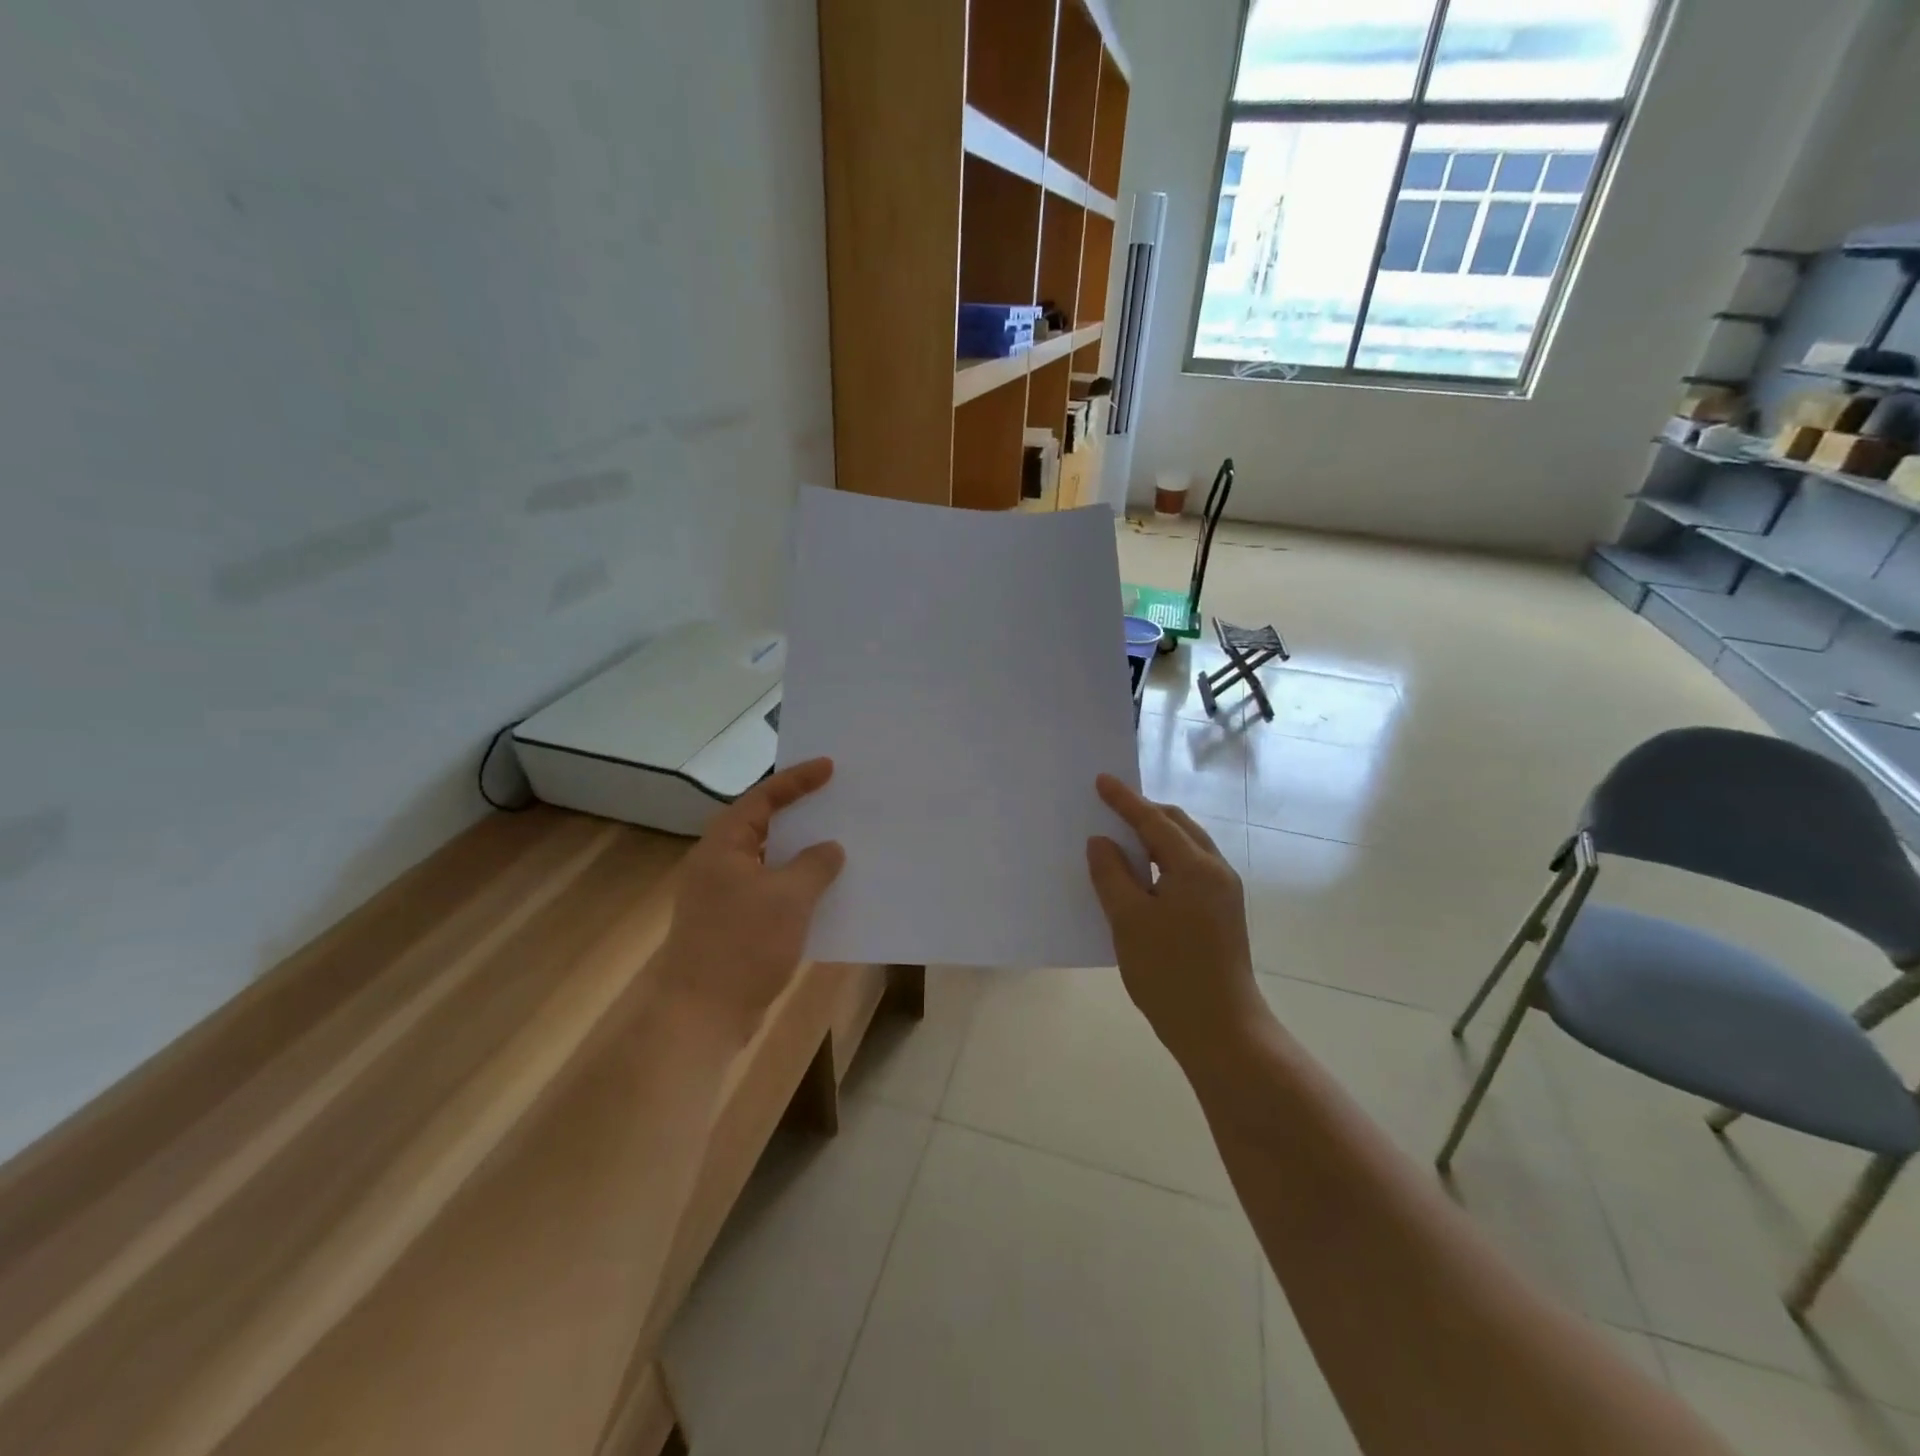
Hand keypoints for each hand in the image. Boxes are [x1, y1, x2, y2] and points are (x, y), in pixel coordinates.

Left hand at [659, 758, 846, 1035]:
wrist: (701, 1015)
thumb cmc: (743, 944)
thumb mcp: (789, 897)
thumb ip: (815, 865)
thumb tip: (829, 849)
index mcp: (723, 845)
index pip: (763, 798)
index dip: (797, 780)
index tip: (829, 767)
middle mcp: (719, 864)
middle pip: (763, 826)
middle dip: (800, 814)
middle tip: (836, 799)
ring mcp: (723, 897)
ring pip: (769, 862)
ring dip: (801, 854)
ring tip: (839, 842)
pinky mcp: (733, 925)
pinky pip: (771, 892)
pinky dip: (797, 886)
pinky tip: (825, 893)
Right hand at [1087, 774, 1265, 1063]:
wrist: (1221, 1029)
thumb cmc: (1170, 972)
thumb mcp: (1129, 920)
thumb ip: (1111, 874)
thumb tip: (1102, 841)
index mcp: (1195, 866)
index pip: (1154, 820)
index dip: (1125, 800)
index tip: (1101, 780)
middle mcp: (1216, 870)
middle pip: (1178, 826)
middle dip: (1145, 813)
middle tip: (1110, 806)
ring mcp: (1224, 893)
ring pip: (1186, 848)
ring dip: (1155, 837)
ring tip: (1122, 837)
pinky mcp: (1222, 913)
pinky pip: (1189, 870)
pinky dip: (1163, 860)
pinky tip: (1141, 876)